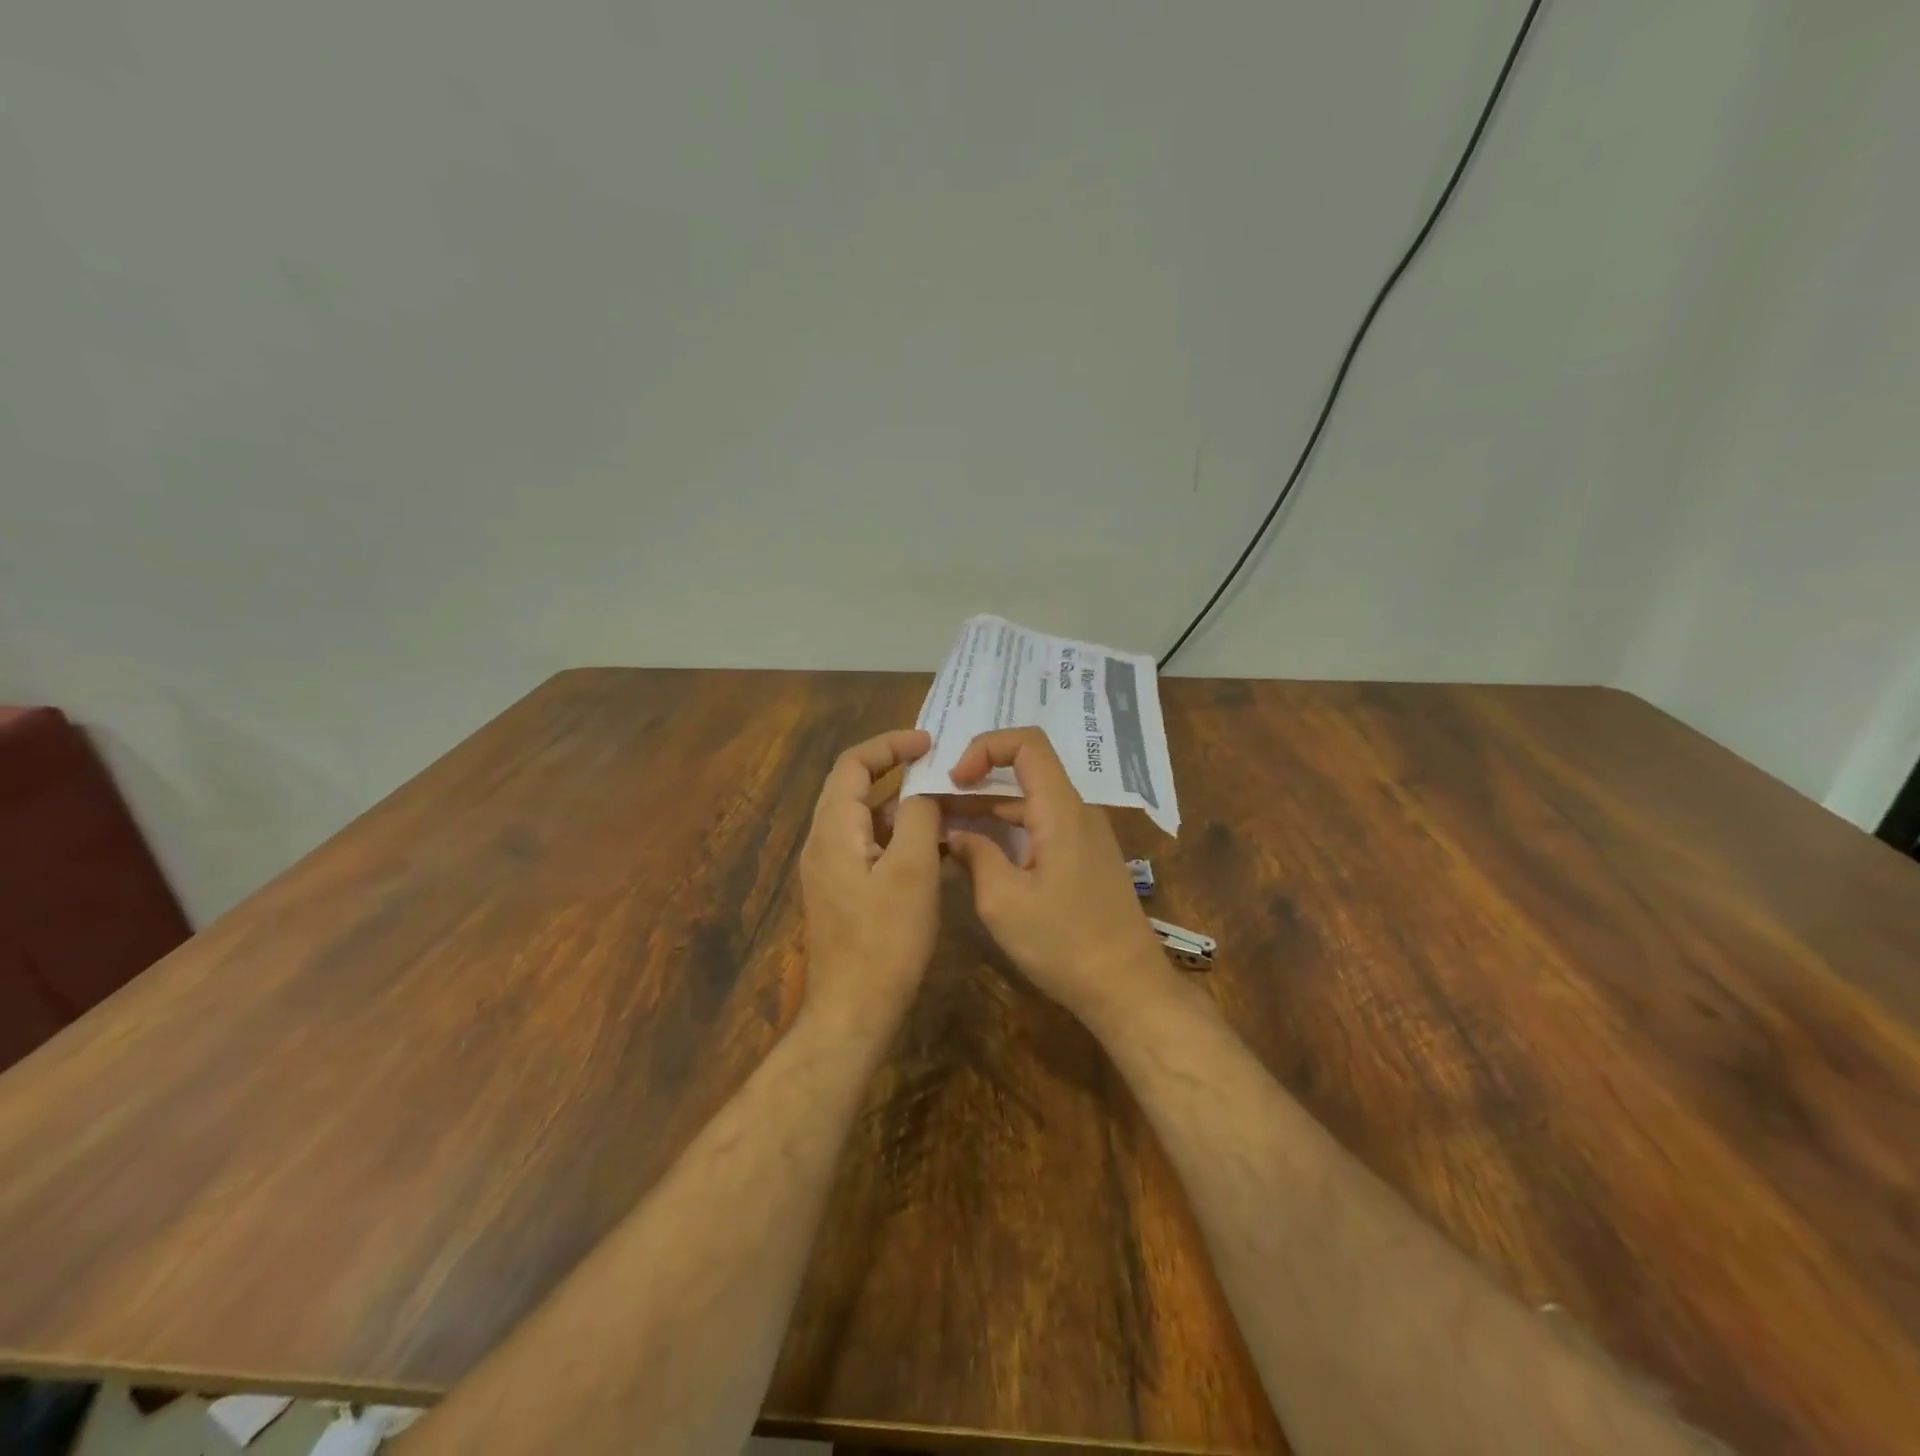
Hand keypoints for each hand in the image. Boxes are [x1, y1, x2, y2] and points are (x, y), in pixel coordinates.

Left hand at [798, 728, 942, 1043]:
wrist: (854, 1011)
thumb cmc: (885, 940)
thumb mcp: (913, 871)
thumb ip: (920, 819)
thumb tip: (924, 794)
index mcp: (833, 830)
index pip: (853, 764)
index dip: (889, 745)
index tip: (929, 742)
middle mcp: (824, 842)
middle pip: (854, 788)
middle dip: (895, 770)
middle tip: (939, 764)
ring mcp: (831, 869)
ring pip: (866, 819)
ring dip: (901, 806)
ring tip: (945, 804)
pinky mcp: (843, 892)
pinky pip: (871, 847)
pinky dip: (899, 836)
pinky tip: (935, 847)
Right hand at [944, 727, 1169, 1027]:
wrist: (1127, 988)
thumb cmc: (1064, 944)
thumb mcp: (1004, 902)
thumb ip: (975, 856)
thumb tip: (954, 834)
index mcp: (1061, 810)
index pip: (1027, 743)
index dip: (985, 747)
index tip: (954, 780)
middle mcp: (1077, 812)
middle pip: (1024, 773)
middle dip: (975, 783)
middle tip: (932, 805)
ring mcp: (1084, 835)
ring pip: (1030, 803)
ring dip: (987, 810)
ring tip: (943, 829)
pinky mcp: (1084, 858)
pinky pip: (1041, 827)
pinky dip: (1007, 831)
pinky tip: (977, 853)